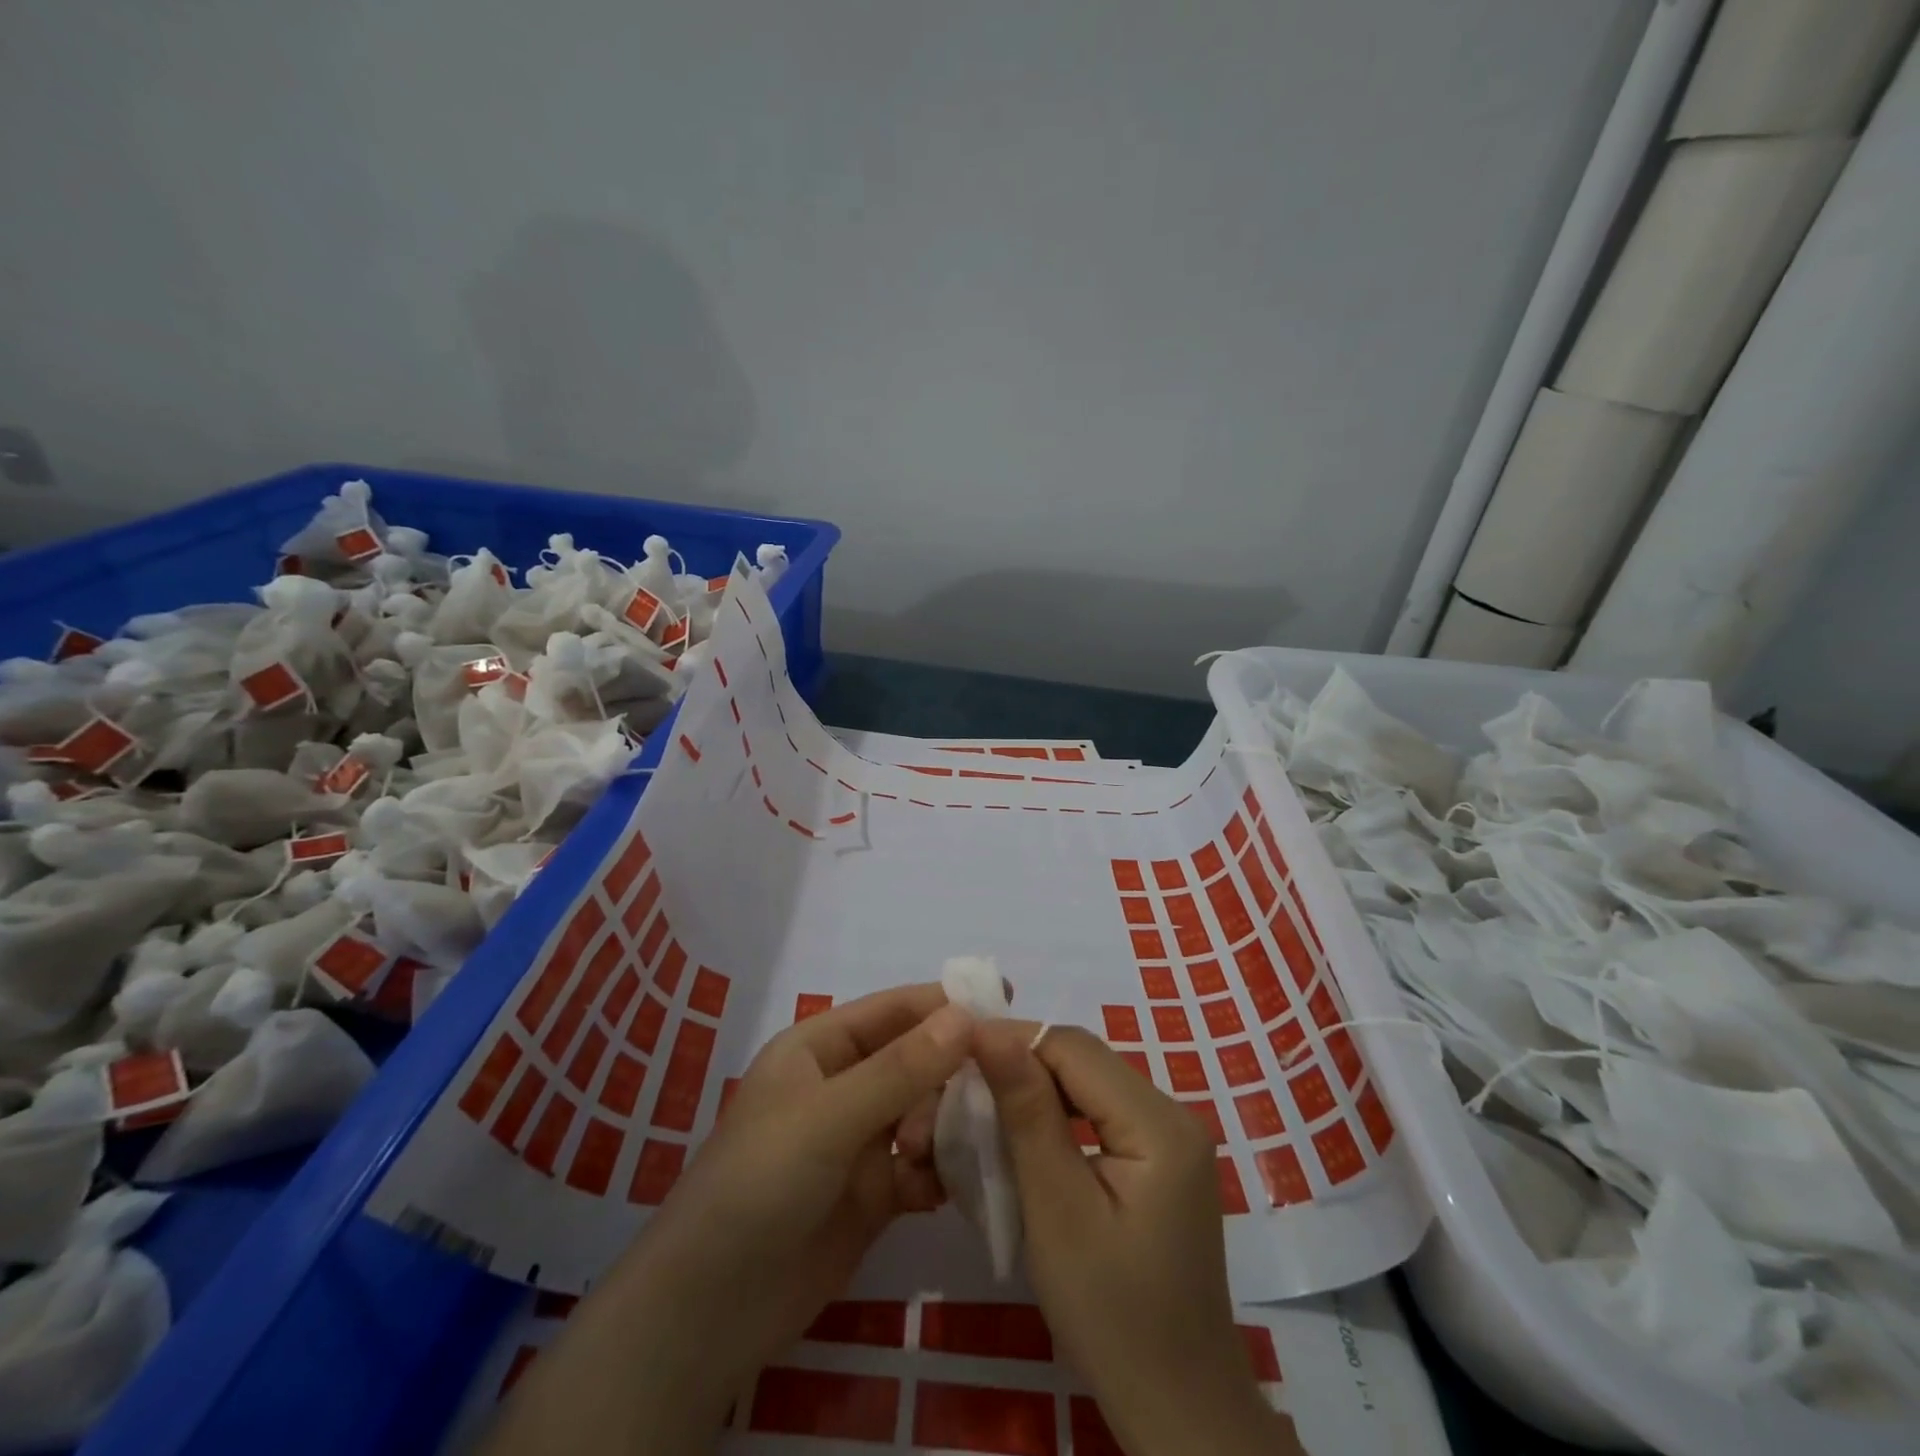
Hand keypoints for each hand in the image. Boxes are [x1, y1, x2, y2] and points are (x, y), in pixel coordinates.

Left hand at [640, 982, 969, 1380]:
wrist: (710, 1311)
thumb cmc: (760, 1184)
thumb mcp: (829, 1117)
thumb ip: (901, 1069)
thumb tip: (965, 1016)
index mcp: (820, 1047)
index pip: (894, 1010)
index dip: (945, 1002)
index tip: (1005, 999)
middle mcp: (843, 1085)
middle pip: (915, 1060)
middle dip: (952, 1070)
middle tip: (1000, 1084)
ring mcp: (858, 1141)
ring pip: (923, 1113)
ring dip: (945, 1125)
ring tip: (944, 1151)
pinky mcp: (872, 1194)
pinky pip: (922, 1167)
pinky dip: (939, 1172)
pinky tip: (947, 1189)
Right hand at [973, 1020, 1300, 1455]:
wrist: (1179, 1409)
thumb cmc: (1111, 1316)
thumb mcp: (1057, 1210)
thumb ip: (1028, 1113)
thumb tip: (992, 1032)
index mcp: (1159, 1123)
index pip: (1075, 1049)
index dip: (1014, 1040)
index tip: (956, 1050)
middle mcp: (1173, 1114)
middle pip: (1085, 1063)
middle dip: (1023, 1065)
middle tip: (963, 1082)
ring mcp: (1171, 1139)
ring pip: (1089, 1085)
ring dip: (1037, 1090)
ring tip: (985, 1105)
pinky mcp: (1160, 1162)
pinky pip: (1100, 1115)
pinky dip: (1059, 1117)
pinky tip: (1026, 1137)